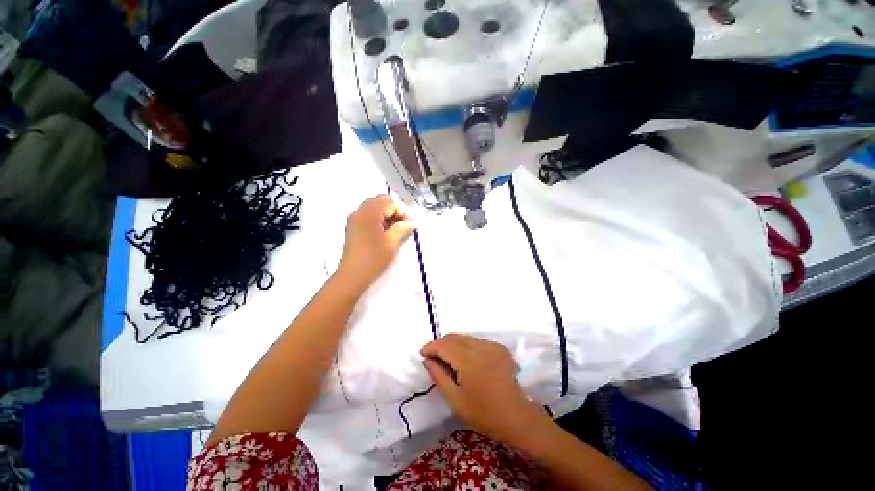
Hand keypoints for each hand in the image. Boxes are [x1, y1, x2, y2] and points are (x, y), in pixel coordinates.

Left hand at [337, 195, 415, 291]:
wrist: (352, 275)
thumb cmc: (374, 258)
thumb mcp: (392, 242)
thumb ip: (403, 228)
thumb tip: (413, 222)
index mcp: (369, 213)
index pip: (390, 203)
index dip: (403, 211)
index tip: (411, 223)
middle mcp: (359, 211)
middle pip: (380, 201)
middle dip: (394, 210)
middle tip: (404, 224)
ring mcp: (354, 219)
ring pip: (374, 208)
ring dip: (387, 214)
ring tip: (396, 229)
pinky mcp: (353, 227)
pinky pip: (368, 215)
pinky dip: (378, 219)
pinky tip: (386, 231)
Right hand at [420, 334, 548, 445]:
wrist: (516, 416)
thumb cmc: (483, 412)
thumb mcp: (455, 399)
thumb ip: (439, 376)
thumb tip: (427, 360)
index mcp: (466, 359)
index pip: (443, 344)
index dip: (430, 347)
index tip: (423, 354)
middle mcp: (479, 346)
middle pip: (453, 337)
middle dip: (440, 344)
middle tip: (434, 358)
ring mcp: (491, 345)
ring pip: (465, 337)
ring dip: (453, 344)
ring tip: (449, 360)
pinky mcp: (499, 348)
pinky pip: (477, 341)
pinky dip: (467, 346)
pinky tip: (468, 361)